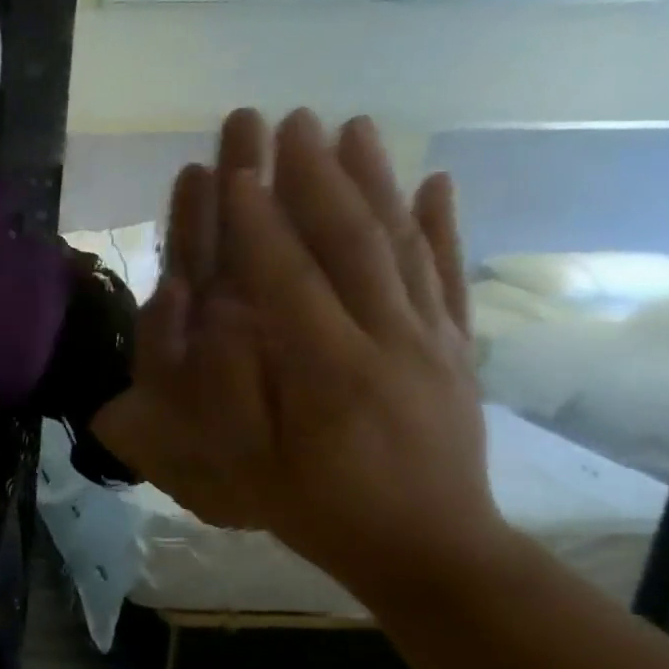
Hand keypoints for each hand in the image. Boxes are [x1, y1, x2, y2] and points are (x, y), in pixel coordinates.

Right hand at [95, 109, 502, 590]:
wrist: (429, 548)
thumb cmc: (315, 508)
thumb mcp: (251, 465)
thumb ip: (230, 386)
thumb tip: (211, 313)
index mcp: (329, 372)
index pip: (286, 279)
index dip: (256, 221)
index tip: (234, 167)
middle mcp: (388, 340)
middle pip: (349, 242)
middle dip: (312, 176)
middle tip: (287, 120)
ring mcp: (432, 339)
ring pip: (401, 244)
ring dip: (373, 180)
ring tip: (352, 126)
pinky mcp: (457, 347)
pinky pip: (449, 275)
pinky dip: (443, 224)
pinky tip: (435, 181)